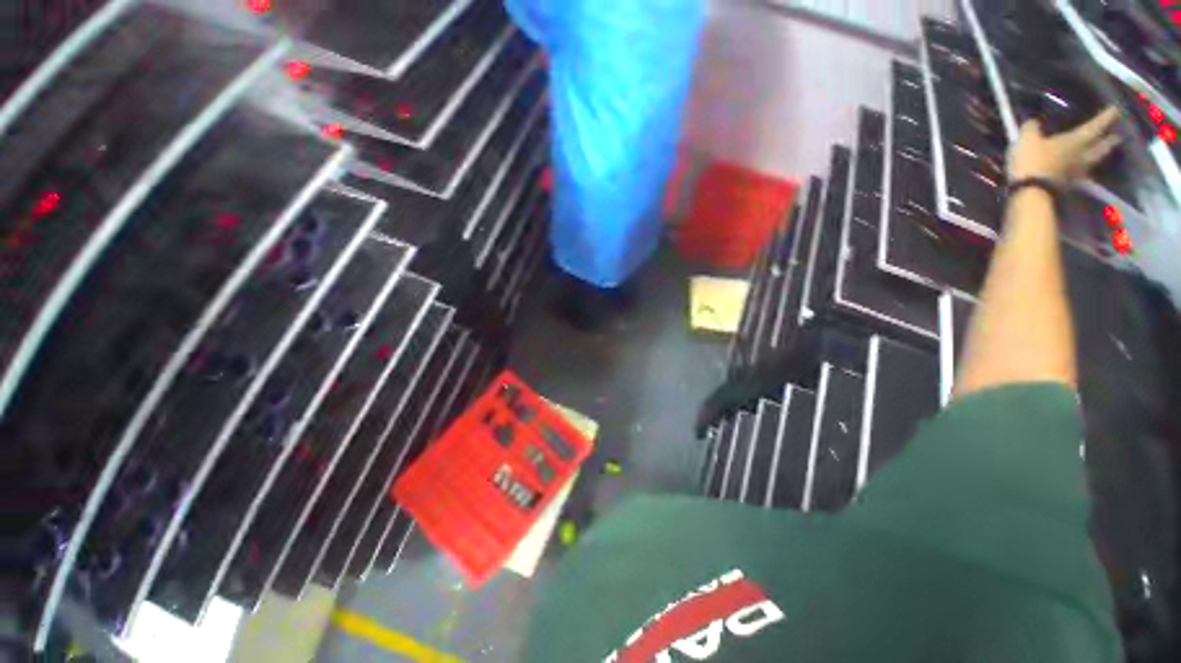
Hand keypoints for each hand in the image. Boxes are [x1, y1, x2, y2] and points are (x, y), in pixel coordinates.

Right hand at [1007, 107, 1122, 183]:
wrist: (1029, 192)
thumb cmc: (1032, 161)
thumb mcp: (1027, 140)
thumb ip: (1031, 129)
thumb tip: (1033, 122)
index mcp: (1077, 140)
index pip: (1096, 126)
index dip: (1106, 116)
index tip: (1117, 109)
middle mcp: (1083, 155)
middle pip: (1101, 146)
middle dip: (1110, 140)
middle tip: (1118, 136)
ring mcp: (1076, 171)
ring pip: (1094, 161)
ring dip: (1100, 156)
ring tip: (1103, 152)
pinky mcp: (1068, 185)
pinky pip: (1081, 173)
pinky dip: (1084, 170)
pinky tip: (1082, 169)